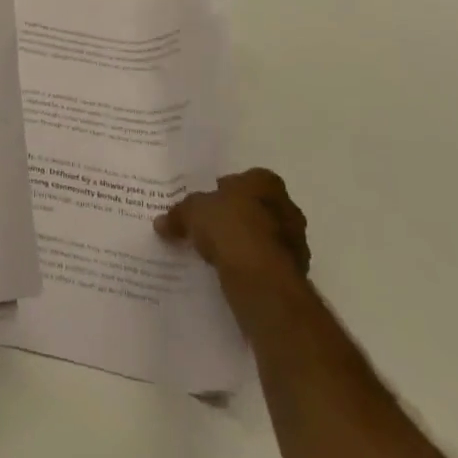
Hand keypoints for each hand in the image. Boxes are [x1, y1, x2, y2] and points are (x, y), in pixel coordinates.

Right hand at [156, 168, 310, 331]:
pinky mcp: (297, 273)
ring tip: (220, 256)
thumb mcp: (192, 212)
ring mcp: (296, 242)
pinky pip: (268, 264)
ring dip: (247, 245)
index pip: (243, 180)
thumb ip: (179, 214)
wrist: (261, 277)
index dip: (223, 192)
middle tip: (211, 230)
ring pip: (265, 238)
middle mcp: (287, 207)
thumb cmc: (229, 227)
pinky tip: (233, 275)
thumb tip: (161, 223)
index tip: (207, 207)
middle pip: (257, 208)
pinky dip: (254, 268)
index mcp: (265, 182)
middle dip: (237, 218)